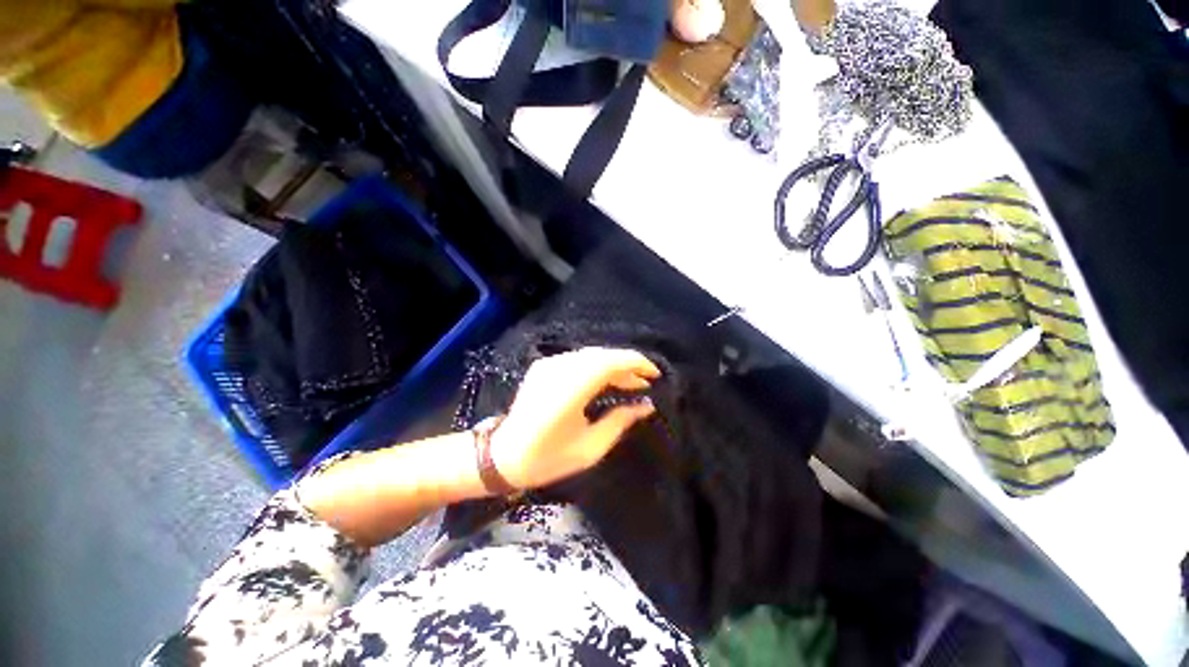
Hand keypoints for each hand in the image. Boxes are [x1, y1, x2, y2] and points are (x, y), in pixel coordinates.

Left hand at [489, 347, 660, 489]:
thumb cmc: (548, 458)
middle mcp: (559, 369)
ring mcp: (548, 364)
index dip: (636, 363)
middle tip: (643, 383)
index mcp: (571, 389)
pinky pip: (577, 360)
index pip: (610, 362)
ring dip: (612, 366)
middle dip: (627, 365)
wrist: (503, 456)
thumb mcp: (590, 447)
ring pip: (590, 356)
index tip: (654, 374)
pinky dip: (596, 367)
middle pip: (601, 355)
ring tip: (629, 383)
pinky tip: (604, 381)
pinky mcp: (543, 366)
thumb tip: (646, 406)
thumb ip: (620, 421)